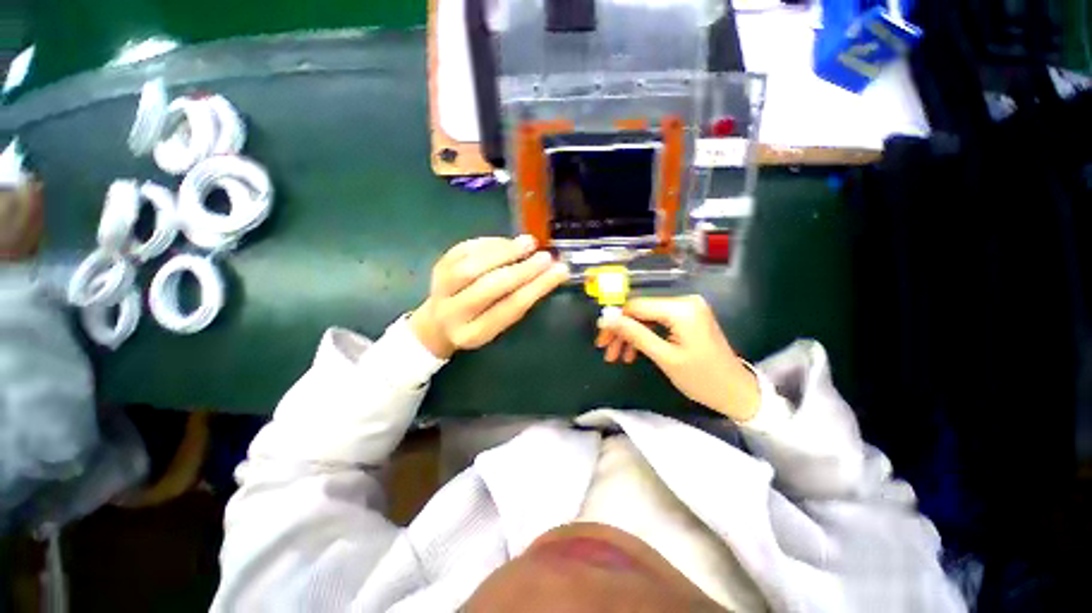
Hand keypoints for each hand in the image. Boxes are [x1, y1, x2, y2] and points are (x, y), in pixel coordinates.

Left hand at [409, 236, 568, 358]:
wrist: (438, 322)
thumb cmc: (478, 324)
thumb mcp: (499, 324)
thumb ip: (519, 301)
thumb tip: (551, 271)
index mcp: (474, 334)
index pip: (509, 308)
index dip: (537, 288)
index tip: (560, 271)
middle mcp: (453, 314)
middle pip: (489, 287)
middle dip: (522, 269)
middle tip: (546, 257)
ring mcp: (440, 288)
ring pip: (472, 266)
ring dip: (504, 252)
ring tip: (529, 243)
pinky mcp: (437, 267)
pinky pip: (464, 249)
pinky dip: (490, 243)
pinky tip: (508, 242)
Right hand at [595, 296, 759, 421]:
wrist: (737, 392)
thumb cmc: (703, 379)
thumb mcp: (664, 357)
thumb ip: (634, 334)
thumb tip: (606, 319)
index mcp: (681, 309)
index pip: (636, 306)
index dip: (615, 321)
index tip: (601, 340)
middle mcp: (684, 301)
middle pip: (640, 311)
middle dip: (621, 332)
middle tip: (607, 351)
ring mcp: (687, 309)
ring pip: (646, 318)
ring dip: (630, 336)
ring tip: (618, 357)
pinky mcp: (687, 318)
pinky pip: (657, 323)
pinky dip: (644, 336)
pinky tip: (633, 352)